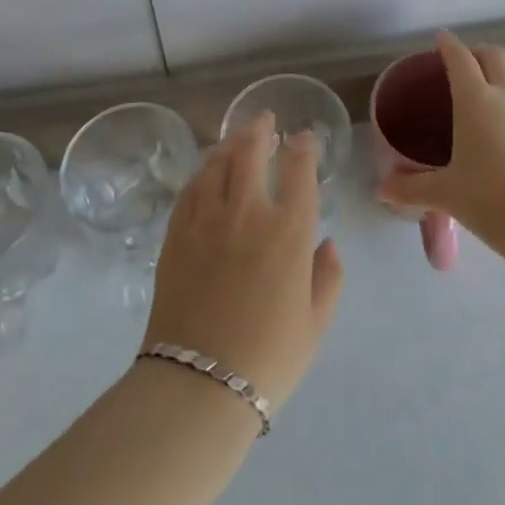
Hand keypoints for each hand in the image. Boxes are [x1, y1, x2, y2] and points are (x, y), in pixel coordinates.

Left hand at [143, 112, 344, 411]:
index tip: (304, 137)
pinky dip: (202, 172)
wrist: (199, 385)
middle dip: (260, 129)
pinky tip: (206, 172)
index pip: (298, 170)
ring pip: (217, 163)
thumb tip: (328, 243)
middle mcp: (248, 212)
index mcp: (289, 230)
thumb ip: (328, 277)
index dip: (303, 147)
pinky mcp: (177, 234)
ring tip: (237, 138)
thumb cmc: (268, 358)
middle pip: (251, 152)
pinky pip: (190, 189)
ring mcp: (207, 219)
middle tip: (264, 119)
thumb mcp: (315, 324)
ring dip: (230, 144)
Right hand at [378, 30, 504, 250]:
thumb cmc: (490, 199)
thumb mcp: (446, 194)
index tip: (441, 38)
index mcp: (476, 100)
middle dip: (478, 52)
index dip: (448, 44)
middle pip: (495, 56)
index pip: (460, 57)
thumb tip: (381, 190)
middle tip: (465, 65)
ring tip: (487, 110)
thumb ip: (412, 188)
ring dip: (501, 84)